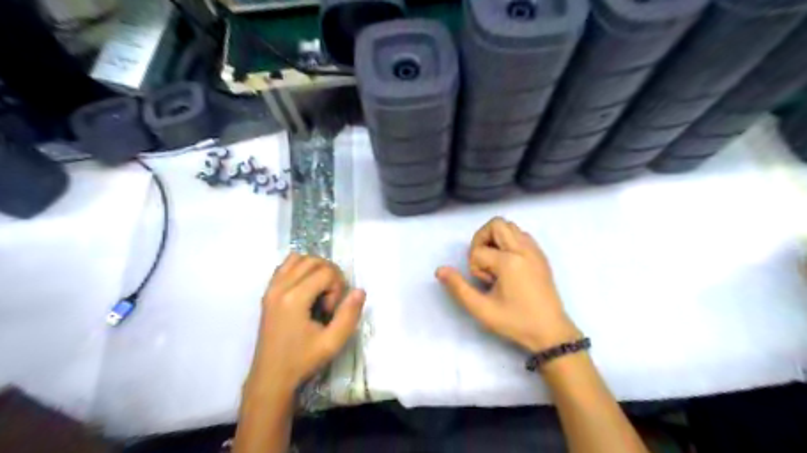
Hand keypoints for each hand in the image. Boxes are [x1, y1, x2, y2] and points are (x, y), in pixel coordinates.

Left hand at [246, 253, 365, 394]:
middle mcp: (280, 287)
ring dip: (315, 269)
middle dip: (329, 276)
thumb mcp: (332, 343)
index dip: (336, 288)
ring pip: (299, 258)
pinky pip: (285, 266)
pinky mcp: (267, 292)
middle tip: (329, 301)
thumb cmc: (302, 361)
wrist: (270, 377)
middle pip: (314, 261)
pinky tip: (306, 288)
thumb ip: (349, 315)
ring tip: (319, 291)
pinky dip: (300, 268)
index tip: (330, 312)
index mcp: (294, 299)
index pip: (326, 272)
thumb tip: (360, 290)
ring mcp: (271, 288)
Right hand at [435, 218, 580, 353]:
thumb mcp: (482, 310)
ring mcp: (534, 250)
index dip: (474, 267)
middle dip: (482, 239)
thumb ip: (458, 288)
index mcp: (509, 262)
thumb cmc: (516, 322)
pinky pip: (521, 234)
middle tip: (483, 261)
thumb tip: (440, 270)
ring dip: (496, 239)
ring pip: (510, 226)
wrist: (551, 332)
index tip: (486, 285)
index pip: (478, 250)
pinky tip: (508, 263)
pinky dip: (510, 241)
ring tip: (495, 262)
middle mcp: (523, 249)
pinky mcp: (540, 255)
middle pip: (495, 224)